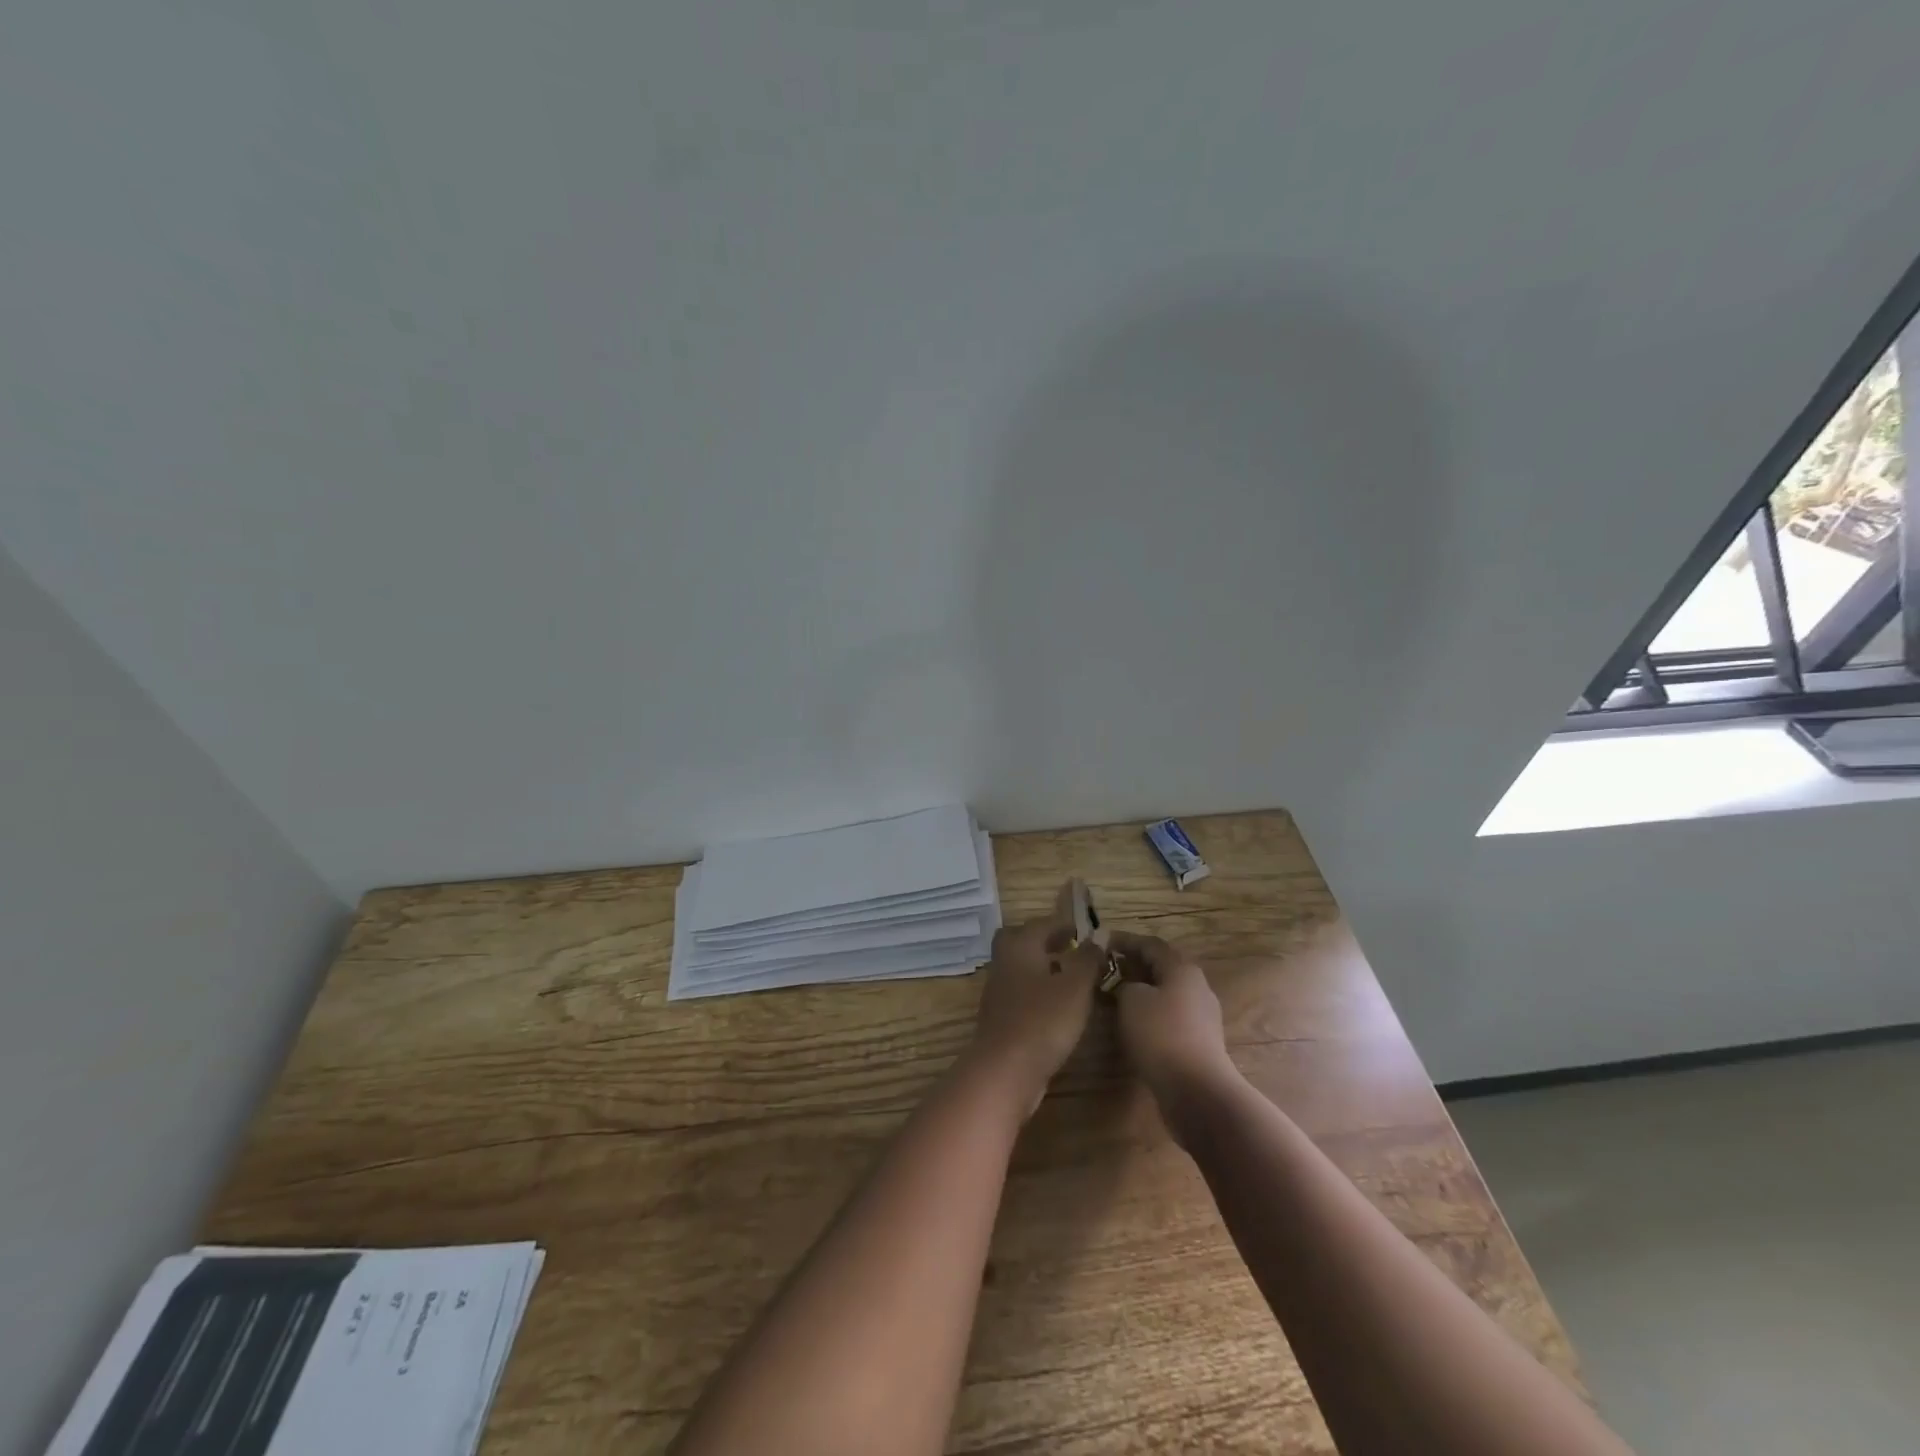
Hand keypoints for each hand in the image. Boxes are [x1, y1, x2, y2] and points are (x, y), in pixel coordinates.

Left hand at [965, 884, 1101, 1116]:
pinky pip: (1022, 993)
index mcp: (1020, 946)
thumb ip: (1088, 959)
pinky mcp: (1001, 1017)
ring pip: (1022, 967)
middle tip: (1072, 949)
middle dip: (1046, 941)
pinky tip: (1059, 1007)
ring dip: (1044, 968)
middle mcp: (1004, 962)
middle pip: (1022, 941)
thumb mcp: (1076, 986)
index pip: (1042, 923)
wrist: (1005, 1070)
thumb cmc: (1043, 1020)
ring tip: (1073, 978)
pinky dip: (1039, 992)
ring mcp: (999, 991)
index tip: (1086, 931)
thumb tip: (1096, 939)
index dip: (1065, 924)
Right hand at [1110, 933, 1240, 1138]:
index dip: (1124, 941)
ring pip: (1166, 993)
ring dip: (1141, 991)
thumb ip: (1124, 984)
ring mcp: (1202, 1016)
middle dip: (1133, 966)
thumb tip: (1126, 986)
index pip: (1150, 944)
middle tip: (1105, 970)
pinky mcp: (1199, 1042)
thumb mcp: (1131, 1000)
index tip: (1101, 943)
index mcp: (1182, 969)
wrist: (1197, 1090)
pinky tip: (1132, 1025)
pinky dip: (1150, 1014)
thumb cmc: (1161, 1034)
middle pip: (1161, 967)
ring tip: (1114, 996)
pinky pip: (1170, 1017)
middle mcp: (1196, 986)